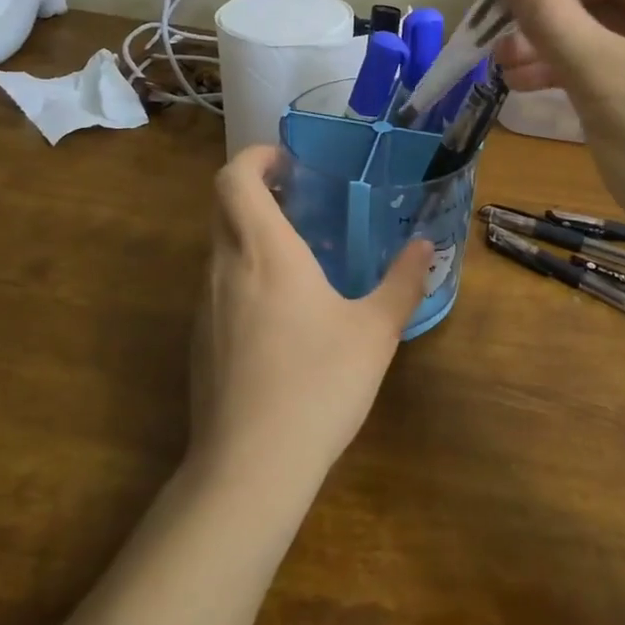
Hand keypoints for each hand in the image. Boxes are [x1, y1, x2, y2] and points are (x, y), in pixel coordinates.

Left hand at [190, 146, 432, 497]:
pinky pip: (219, 288)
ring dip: (251, 236)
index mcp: (265, 252)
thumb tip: (425, 247)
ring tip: (299, 256)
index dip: (255, 157)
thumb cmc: (318, 384)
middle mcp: (225, 269)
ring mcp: (204, 307)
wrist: (250, 467)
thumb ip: (402, 283)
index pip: (235, 179)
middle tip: (301, 201)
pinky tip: (281, 315)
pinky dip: (244, 276)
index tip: (288, 162)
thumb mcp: (375, 332)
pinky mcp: (199, 342)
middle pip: (223, 207)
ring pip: (220, 249)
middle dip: (256, 191)